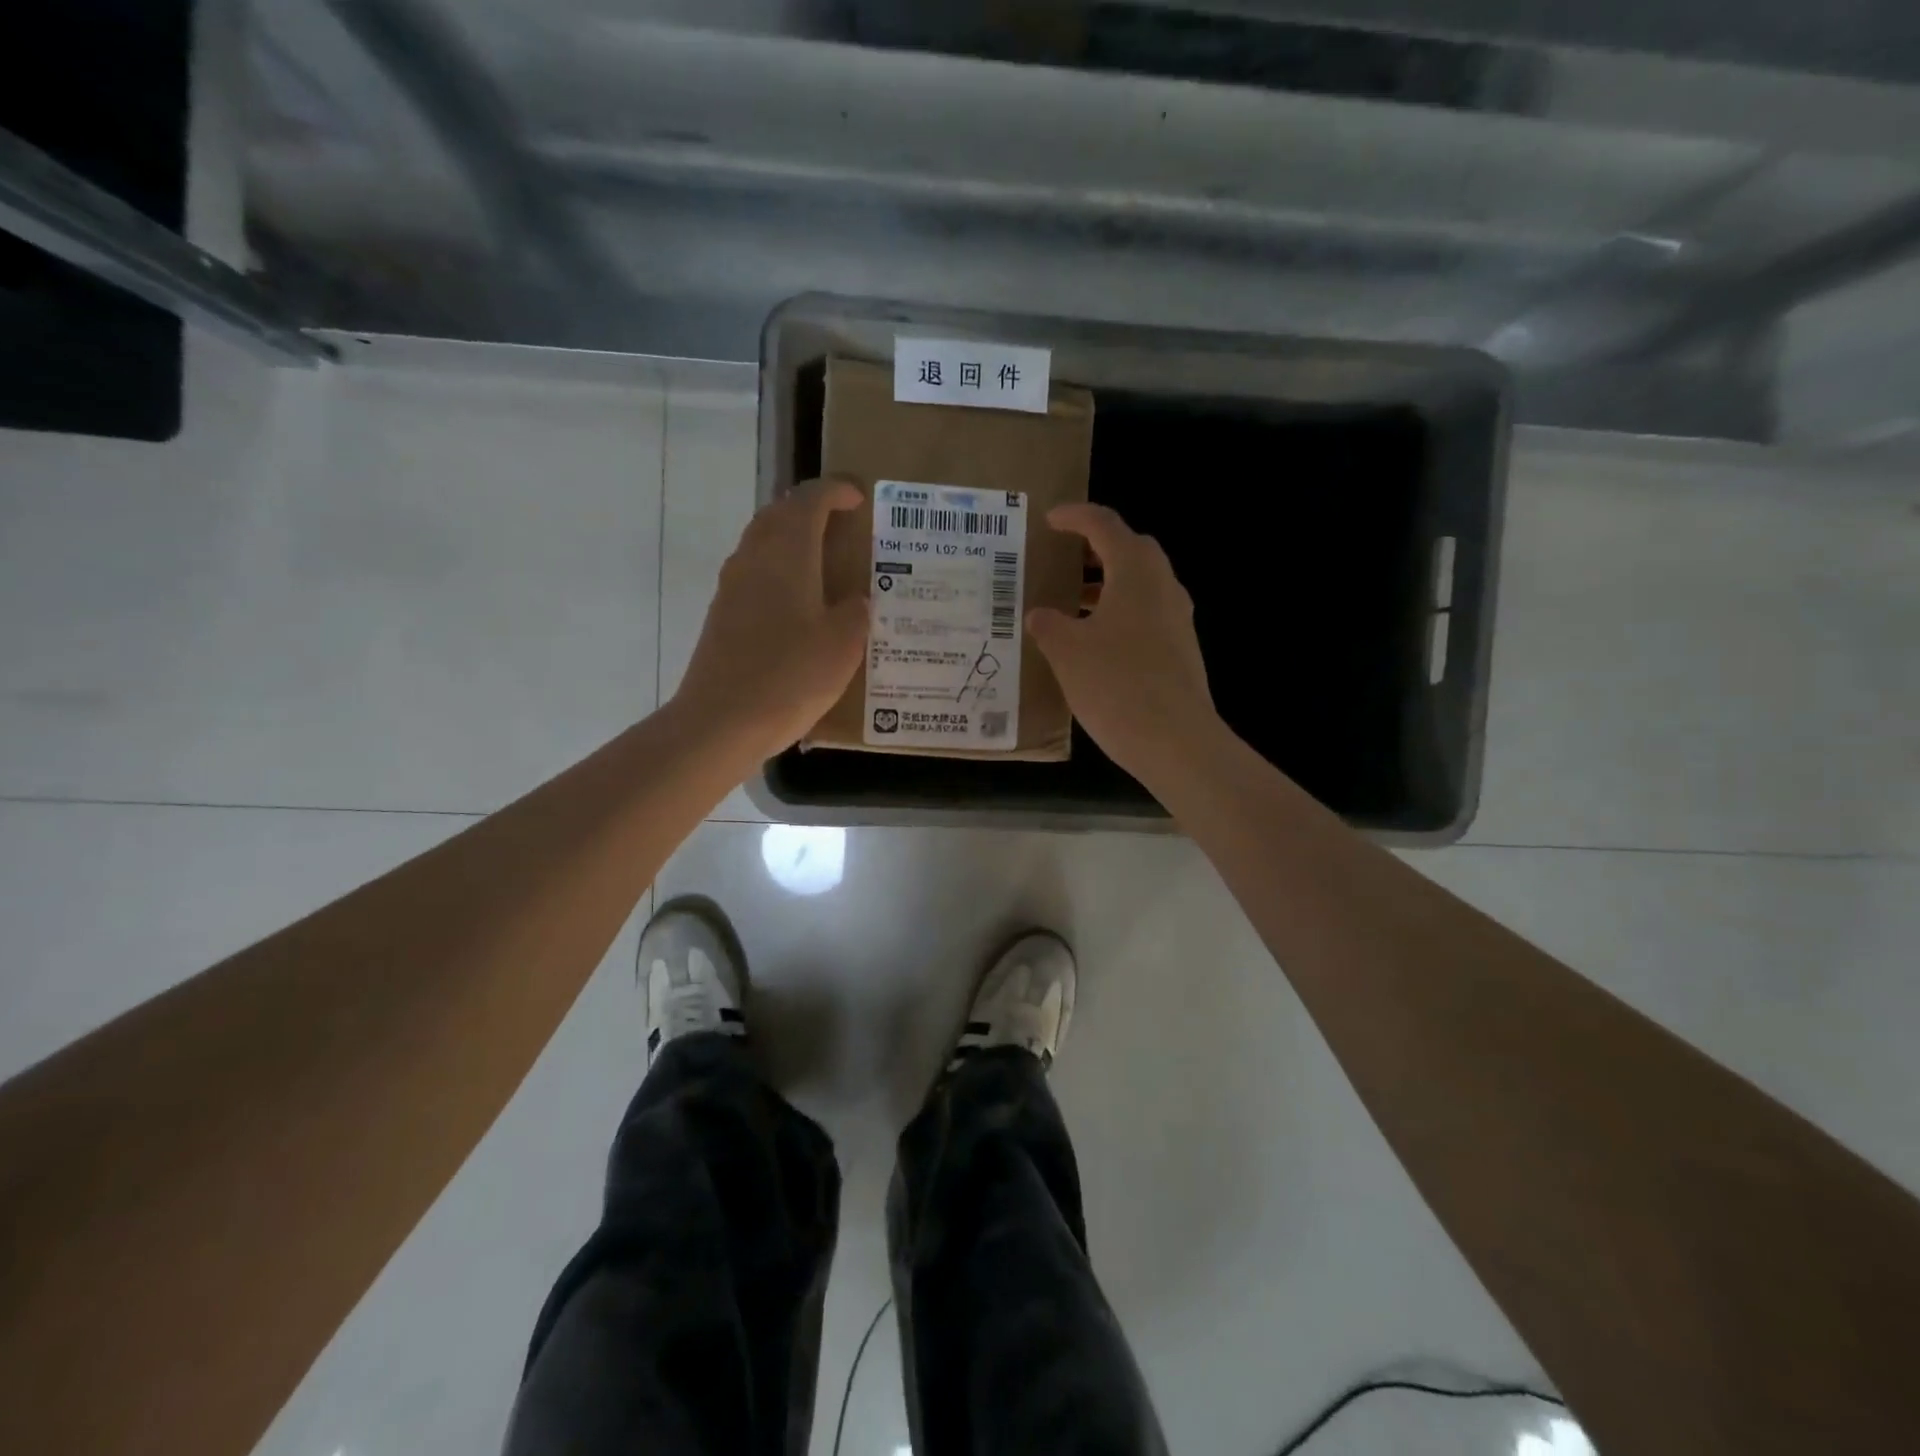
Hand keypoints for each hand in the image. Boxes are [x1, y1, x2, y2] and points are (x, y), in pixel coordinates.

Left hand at [671, 477, 867, 760]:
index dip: (835, 492)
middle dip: (810, 509)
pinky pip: (754, 572)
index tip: (858, 497)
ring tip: (823, 558)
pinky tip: (798, 600)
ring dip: (791, 538)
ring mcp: (732, 586)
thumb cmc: (790, 676)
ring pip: (763, 542)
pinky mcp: (722, 614)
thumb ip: (855, 614)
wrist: (722, 721)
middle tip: (841, 523)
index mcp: (787, 553)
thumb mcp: (842, 645)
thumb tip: (855, 601)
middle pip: (779, 513)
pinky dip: (779, 569)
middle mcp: (754, 558)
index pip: (809, 500)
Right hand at [1027, 502, 1221, 785]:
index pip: (1104, 526)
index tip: (1049, 520)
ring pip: (1141, 584)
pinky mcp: (1181, 649)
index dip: (1075, 517)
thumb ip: (1049, 625)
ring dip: (1108, 584)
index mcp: (1136, 572)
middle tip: (1064, 558)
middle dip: (1096, 548)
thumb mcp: (1067, 652)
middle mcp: (1164, 586)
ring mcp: (1178, 619)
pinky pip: (1148, 614)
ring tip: (1073, 602)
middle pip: (1131, 549)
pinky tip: (1096, 642)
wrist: (1176, 741)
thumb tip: (1040, 615)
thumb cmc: (1116, 684)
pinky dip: (1120, 612)